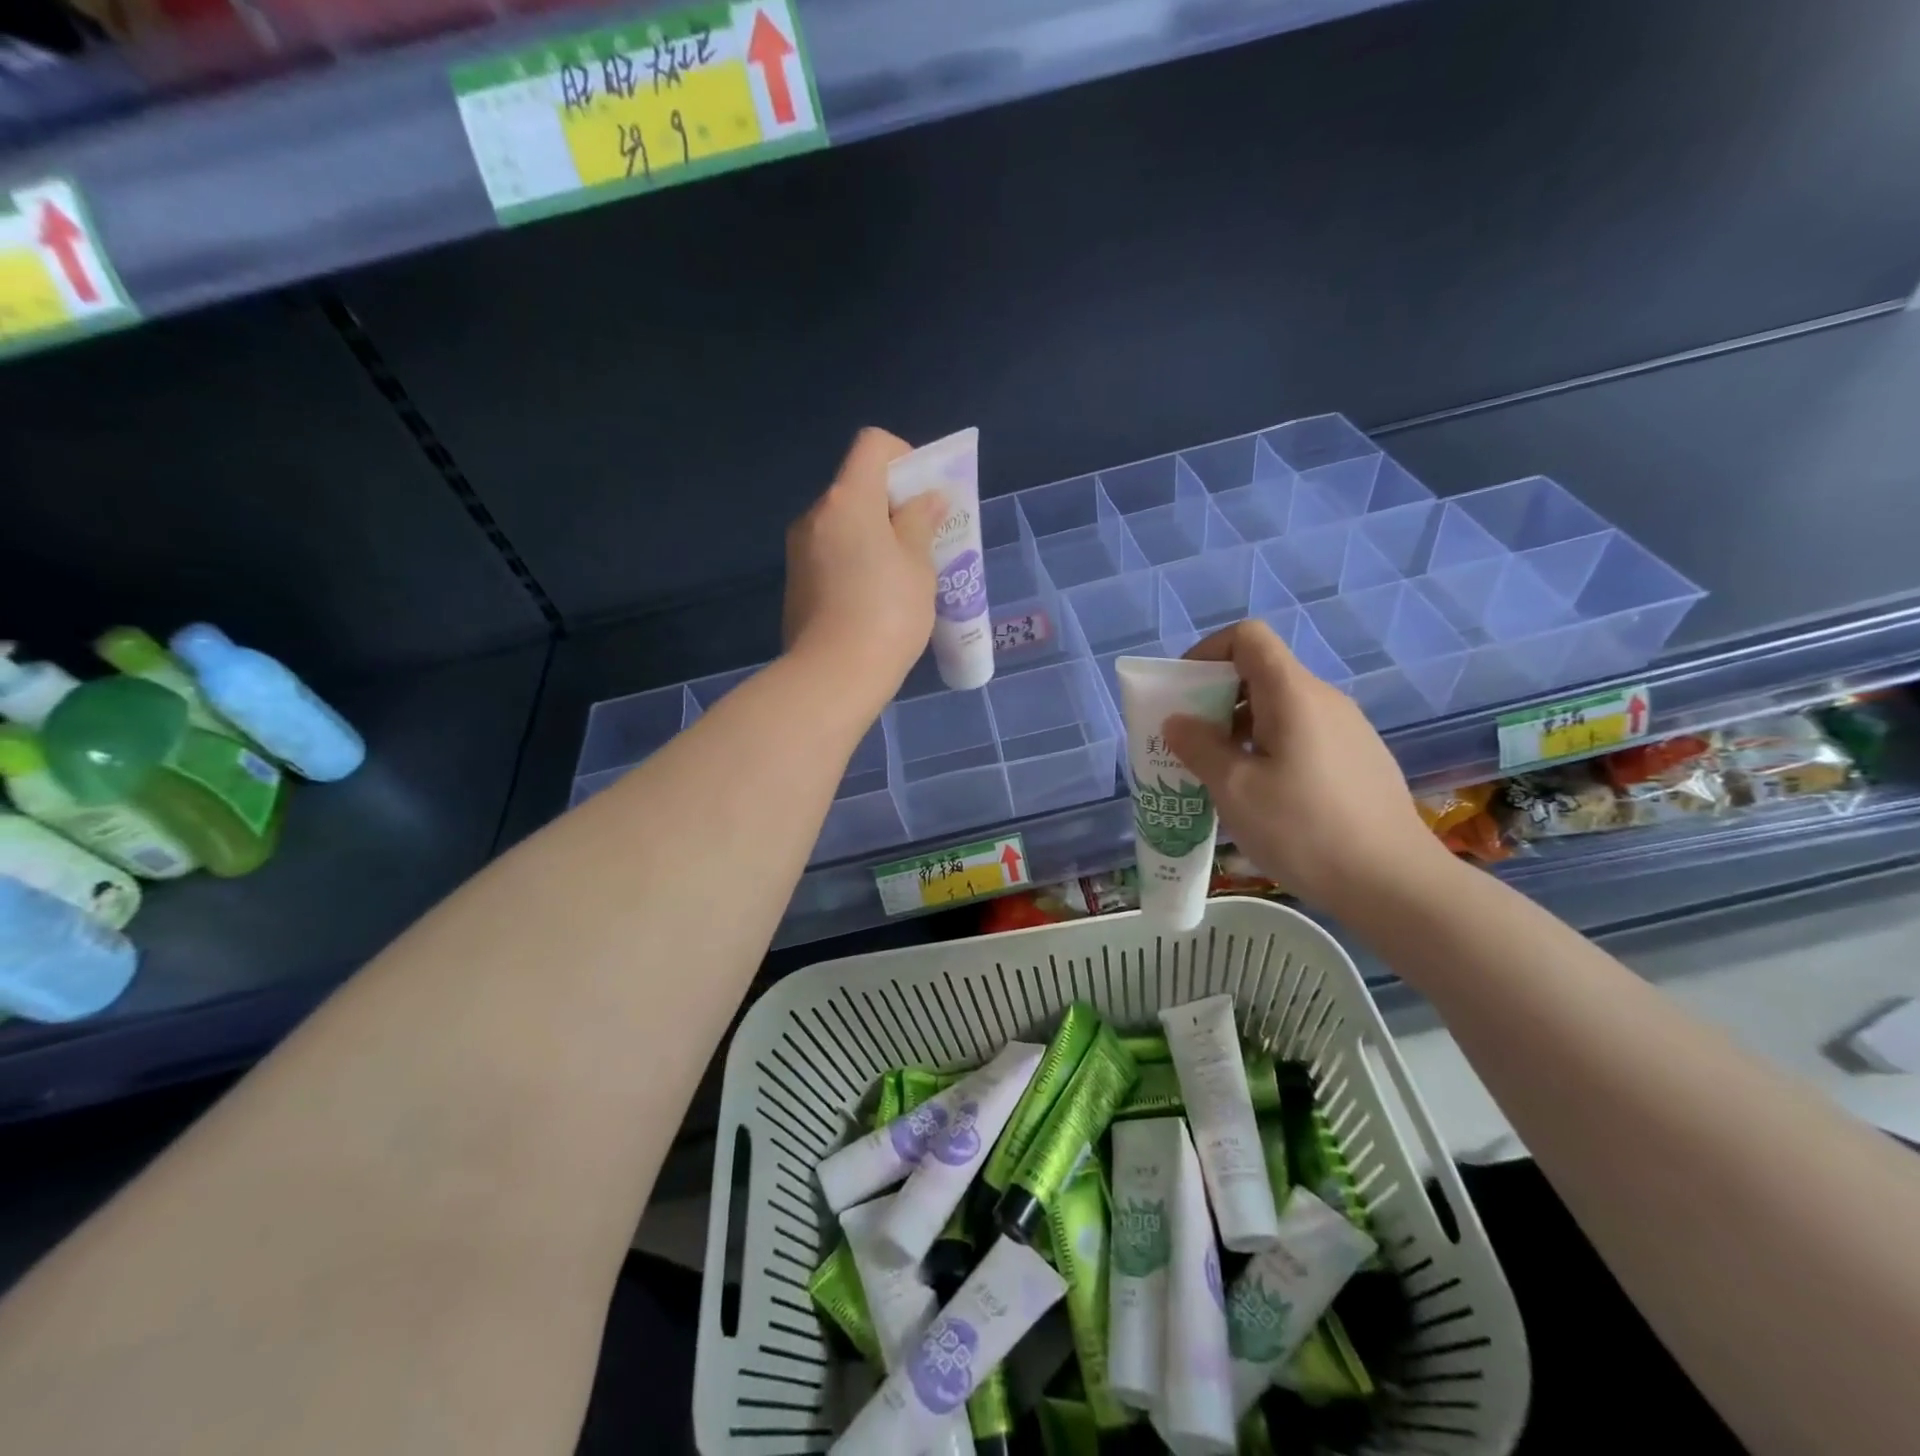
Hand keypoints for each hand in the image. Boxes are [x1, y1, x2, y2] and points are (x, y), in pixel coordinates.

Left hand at [783, 428, 945, 712]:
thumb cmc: (888, 613)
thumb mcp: (918, 565)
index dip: (905, 457)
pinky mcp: (795, 583)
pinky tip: (873, 601)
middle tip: (921, 542)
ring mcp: (799, 550)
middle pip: (857, 487)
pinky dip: (854, 562)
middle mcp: (816, 515)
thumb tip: (925, 499)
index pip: (873, 445)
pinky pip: (830, 555)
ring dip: (873, 537)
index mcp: (848, 500)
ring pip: (843, 525)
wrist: (834, 676)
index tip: (924, 496)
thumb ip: (920, 522)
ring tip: (900, 578)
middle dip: (892, 505)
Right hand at [1161, 620, 1453, 916]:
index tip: (1183, 692)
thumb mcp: (1235, 789)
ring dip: (1241, 727)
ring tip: (1222, 774)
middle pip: (1262, 672)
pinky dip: (1270, 746)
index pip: (1248, 637)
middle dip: (1217, 697)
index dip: (1207, 652)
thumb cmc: (1304, 829)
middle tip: (1192, 742)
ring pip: (1282, 707)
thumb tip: (1177, 721)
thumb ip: (1199, 746)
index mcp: (1293, 694)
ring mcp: (1348, 729)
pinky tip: (1265, 795)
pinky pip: (1303, 734)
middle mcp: (1324, 699)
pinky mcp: (1359, 758)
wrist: (1395, 883)